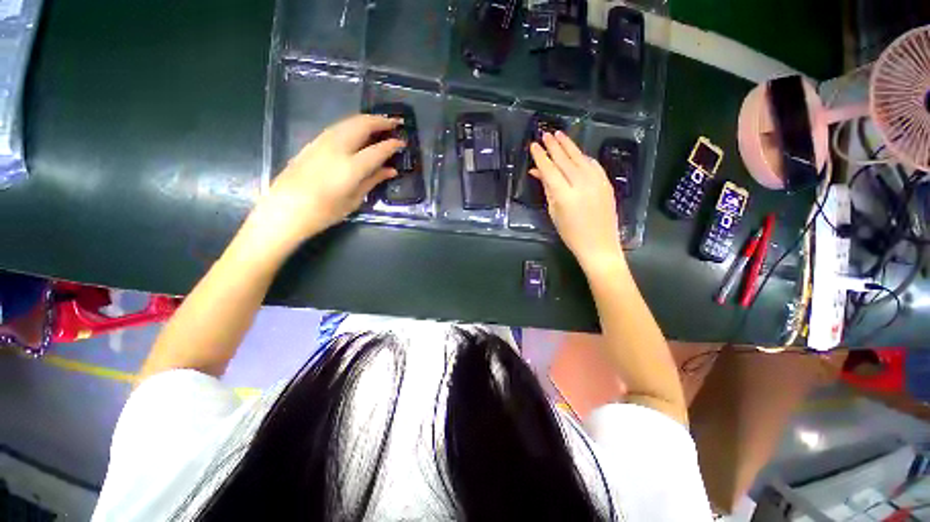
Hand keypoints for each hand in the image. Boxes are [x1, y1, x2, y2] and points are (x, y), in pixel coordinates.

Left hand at [250, 114, 403, 249]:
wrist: (284, 210)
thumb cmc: (323, 212)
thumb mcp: (353, 200)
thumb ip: (373, 181)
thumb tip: (390, 170)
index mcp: (351, 167)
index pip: (378, 150)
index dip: (392, 145)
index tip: (403, 142)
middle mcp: (337, 148)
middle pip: (362, 125)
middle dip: (381, 121)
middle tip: (395, 122)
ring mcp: (322, 142)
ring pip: (348, 122)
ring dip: (366, 120)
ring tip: (380, 123)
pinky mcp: (312, 143)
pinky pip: (337, 127)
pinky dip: (352, 125)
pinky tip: (358, 131)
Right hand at [529, 131, 624, 269]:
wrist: (599, 244)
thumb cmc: (571, 234)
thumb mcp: (554, 213)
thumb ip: (547, 190)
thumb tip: (537, 172)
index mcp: (564, 195)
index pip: (549, 170)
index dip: (540, 157)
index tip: (534, 145)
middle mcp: (581, 184)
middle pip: (564, 160)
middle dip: (553, 146)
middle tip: (545, 134)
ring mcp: (596, 182)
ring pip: (580, 158)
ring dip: (568, 146)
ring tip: (559, 135)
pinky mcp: (606, 182)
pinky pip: (592, 164)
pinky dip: (582, 156)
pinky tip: (576, 152)